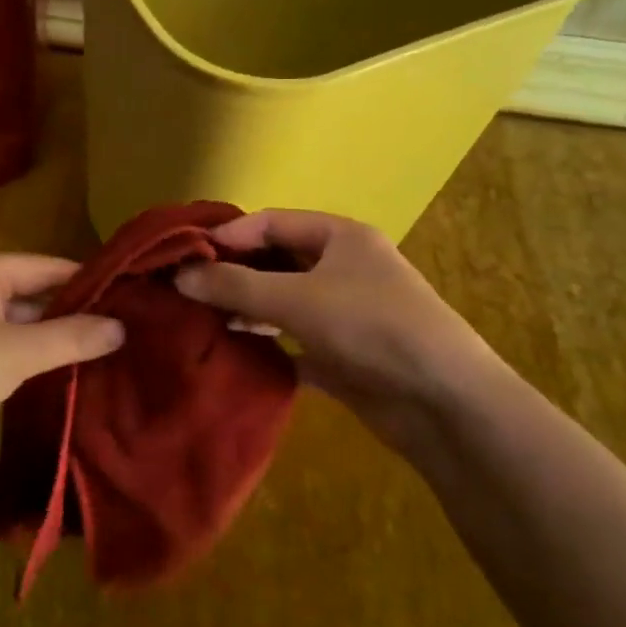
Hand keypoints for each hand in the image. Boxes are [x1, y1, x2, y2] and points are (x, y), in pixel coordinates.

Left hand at [0, 254, 123, 490]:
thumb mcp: (14, 351)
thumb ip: (69, 338)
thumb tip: (122, 326)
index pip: (51, 268)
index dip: (91, 281)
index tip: (135, 298)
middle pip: (38, 297)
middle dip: (78, 315)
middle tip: (132, 334)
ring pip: (24, 331)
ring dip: (59, 344)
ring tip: (114, 358)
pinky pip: (9, 359)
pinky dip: (36, 368)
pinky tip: (71, 383)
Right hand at [174, 210, 498, 431]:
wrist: (446, 404)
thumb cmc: (371, 328)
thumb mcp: (297, 299)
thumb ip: (235, 285)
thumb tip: (179, 275)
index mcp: (340, 236)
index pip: (271, 222)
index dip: (228, 236)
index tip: (185, 257)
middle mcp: (342, 267)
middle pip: (275, 260)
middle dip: (233, 273)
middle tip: (186, 290)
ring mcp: (344, 312)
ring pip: (282, 300)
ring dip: (246, 308)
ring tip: (201, 320)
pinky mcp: (344, 354)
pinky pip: (293, 339)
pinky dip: (266, 343)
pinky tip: (233, 351)